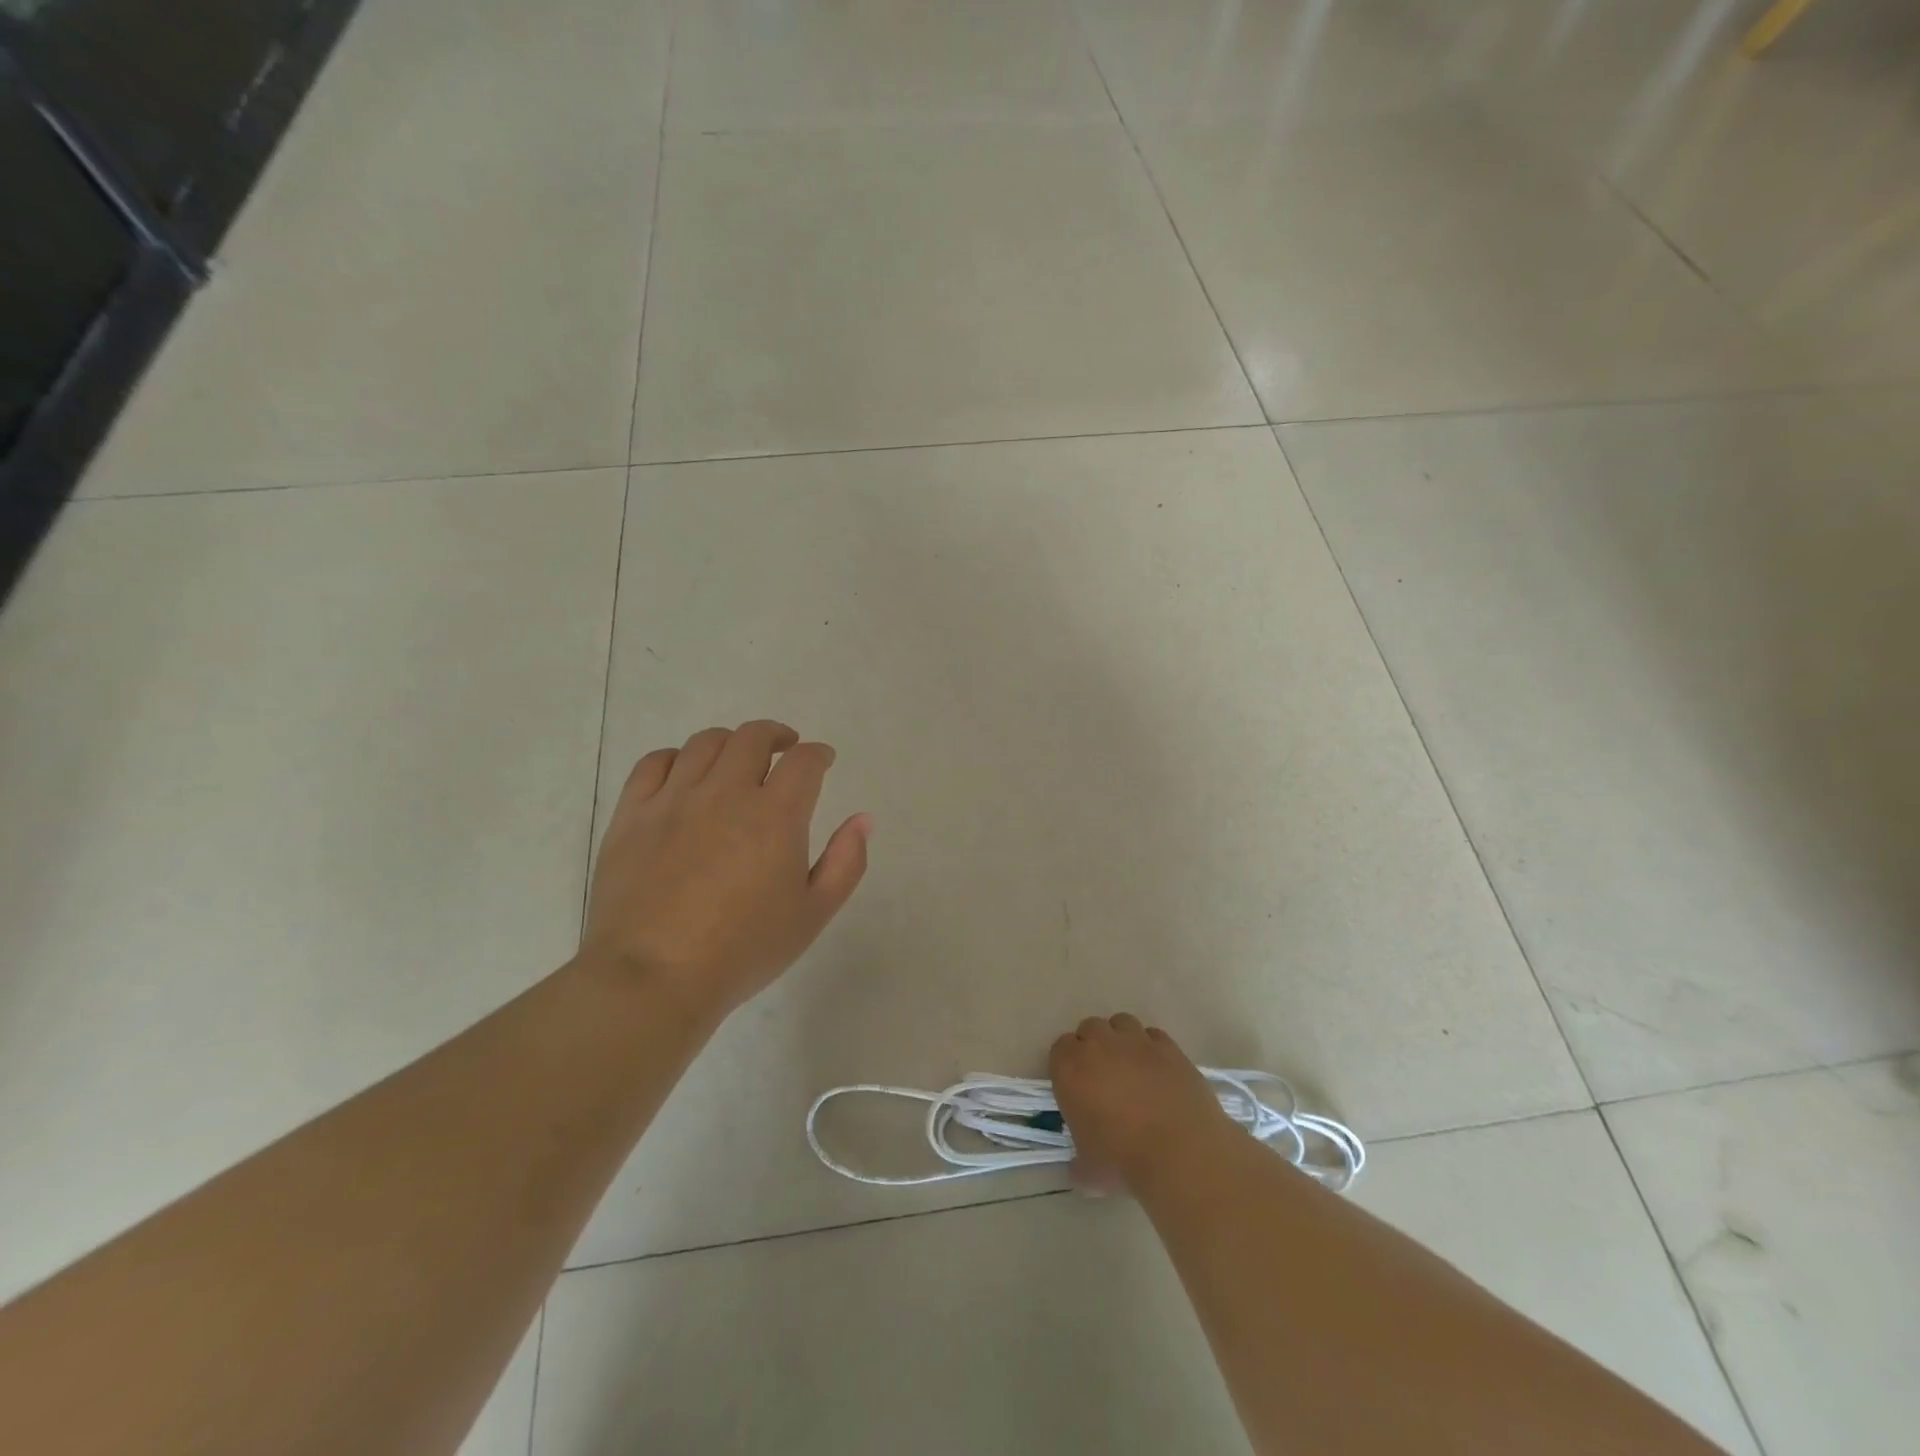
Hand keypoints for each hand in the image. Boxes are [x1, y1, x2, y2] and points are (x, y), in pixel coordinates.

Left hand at [582, 720, 870, 1021]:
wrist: (652, 978)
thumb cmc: (743, 950)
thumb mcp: (813, 914)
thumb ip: (845, 862)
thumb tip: (862, 820)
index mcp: (775, 815)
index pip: (804, 762)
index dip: (818, 754)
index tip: (822, 761)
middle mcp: (726, 793)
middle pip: (753, 737)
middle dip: (776, 736)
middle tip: (784, 751)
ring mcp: (674, 799)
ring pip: (705, 743)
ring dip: (730, 743)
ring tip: (737, 760)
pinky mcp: (633, 814)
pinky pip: (655, 763)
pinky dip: (677, 758)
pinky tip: (686, 774)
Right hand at [1050, 1014, 1237, 1192]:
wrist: (1180, 1153)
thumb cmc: (1123, 1161)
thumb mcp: (1089, 1172)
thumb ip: (1078, 1163)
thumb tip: (1079, 1169)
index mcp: (1070, 1068)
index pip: (1060, 1049)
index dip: (1068, 1066)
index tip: (1077, 1088)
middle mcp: (1099, 1044)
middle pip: (1089, 1028)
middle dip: (1094, 1047)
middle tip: (1103, 1078)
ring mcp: (1136, 1041)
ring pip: (1121, 1023)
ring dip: (1121, 1040)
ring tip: (1131, 1068)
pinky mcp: (1168, 1046)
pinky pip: (1153, 1036)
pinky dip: (1152, 1048)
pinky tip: (1158, 1072)